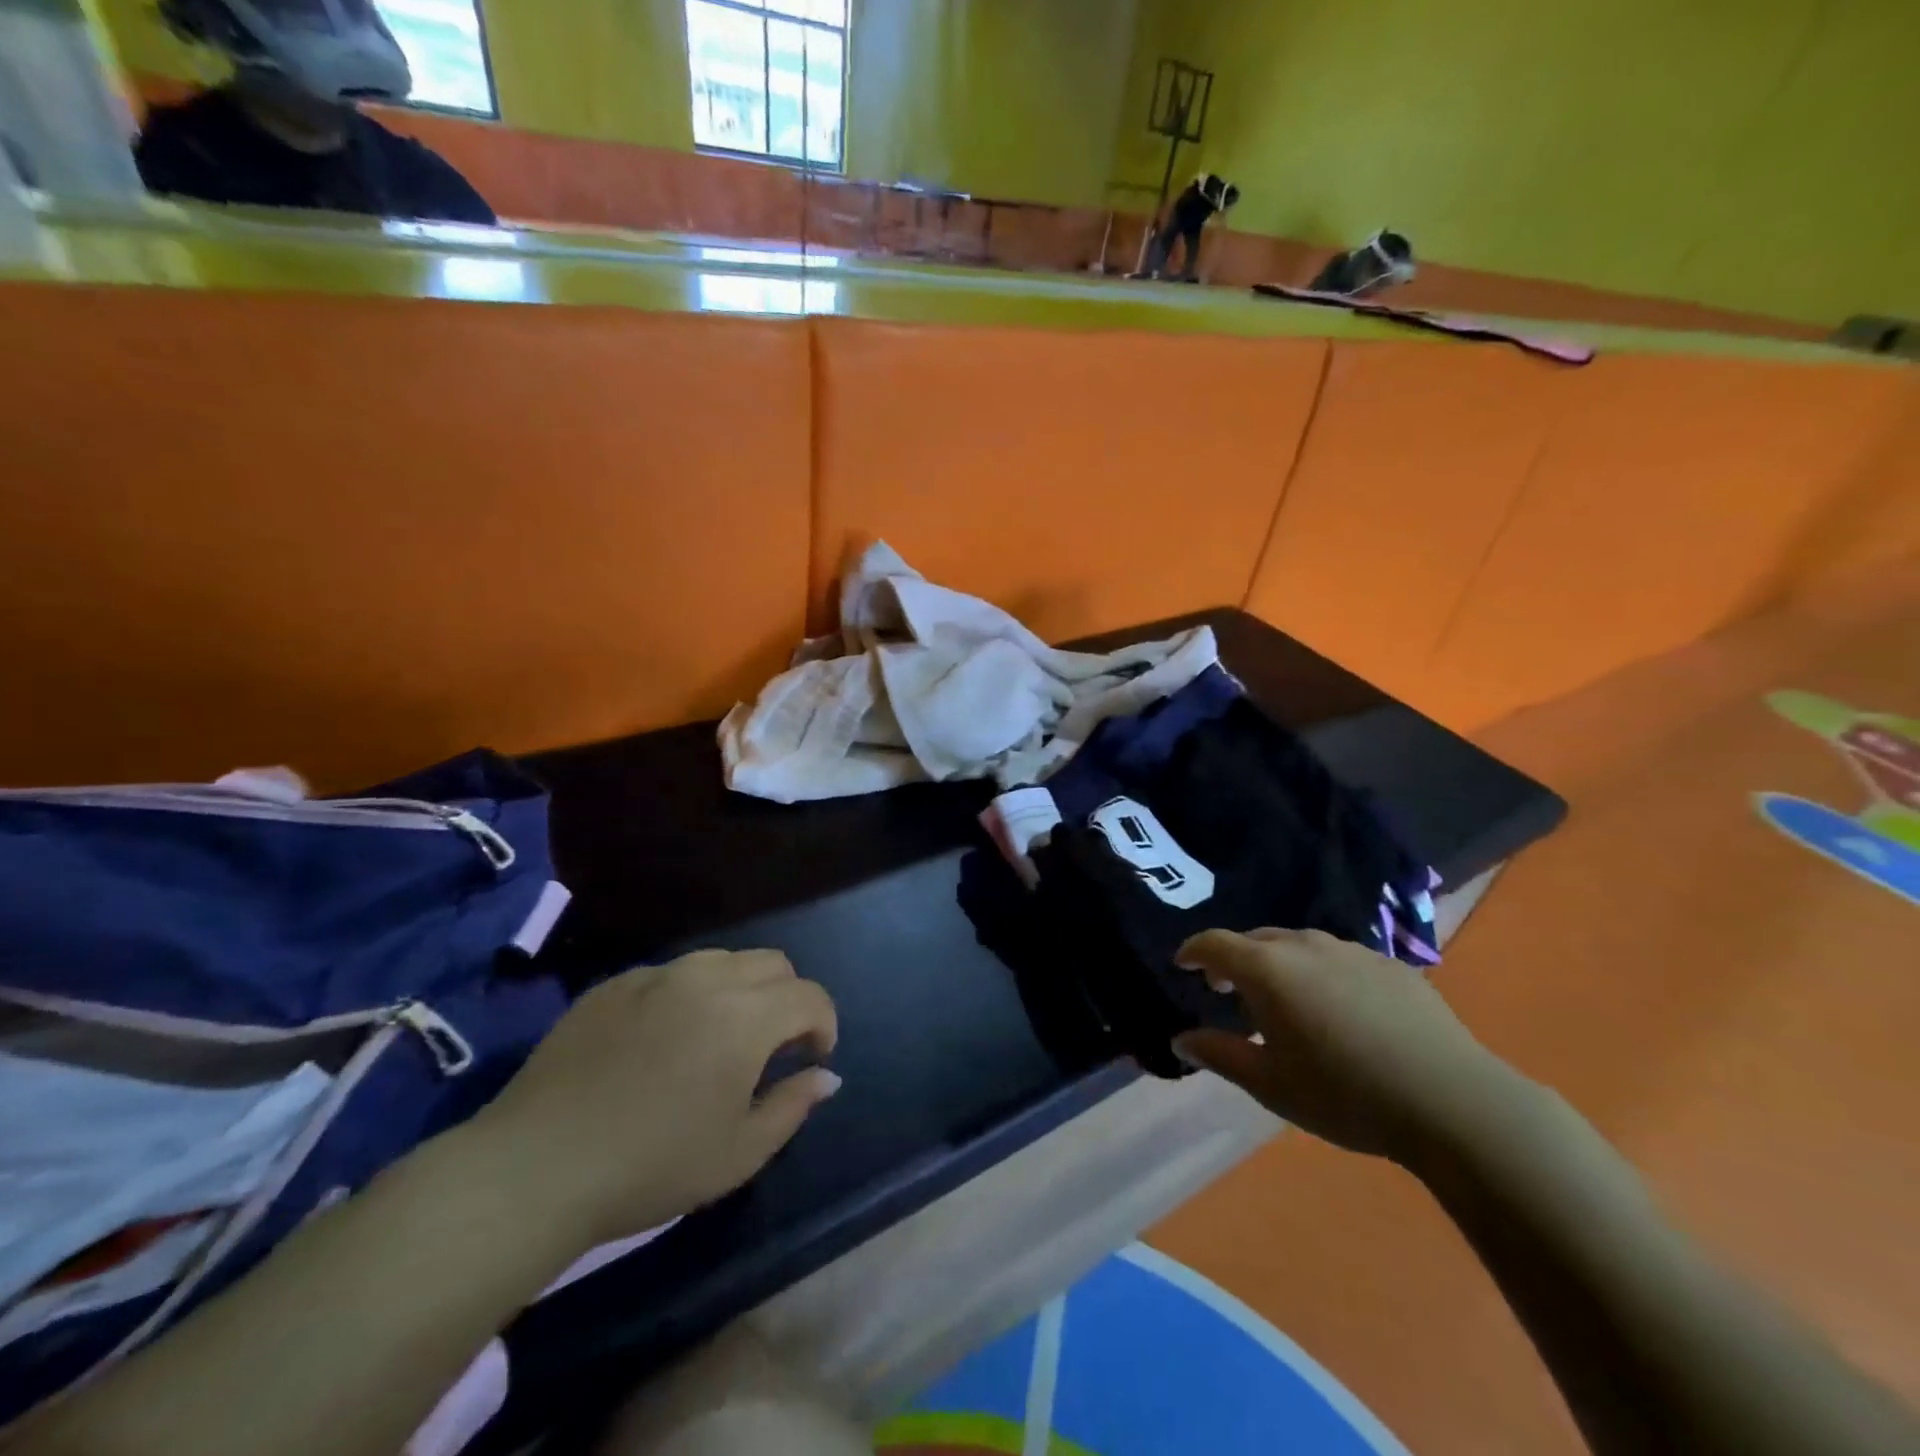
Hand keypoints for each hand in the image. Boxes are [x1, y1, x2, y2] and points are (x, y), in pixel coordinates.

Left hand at [460, 950, 839, 1245]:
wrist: (535, 1168)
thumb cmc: (651, 1167)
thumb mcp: (738, 1153)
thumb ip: (793, 1105)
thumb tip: (826, 1075)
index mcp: (745, 1017)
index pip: (810, 996)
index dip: (824, 1024)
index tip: (813, 1058)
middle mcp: (707, 979)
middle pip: (773, 964)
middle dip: (788, 999)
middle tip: (772, 1047)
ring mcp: (656, 976)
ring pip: (723, 960)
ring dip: (742, 989)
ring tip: (721, 1037)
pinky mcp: (614, 984)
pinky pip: (671, 973)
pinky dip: (689, 995)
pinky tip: (663, 1040)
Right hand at [1173, 928, 1510, 1166]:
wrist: (1451, 1101)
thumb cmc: (1344, 1094)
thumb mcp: (1270, 1083)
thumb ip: (1219, 1054)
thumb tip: (1181, 1040)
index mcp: (1267, 969)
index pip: (1214, 944)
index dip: (1193, 951)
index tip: (1183, 965)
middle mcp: (1304, 945)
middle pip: (1256, 939)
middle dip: (1235, 960)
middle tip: (1229, 992)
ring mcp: (1352, 950)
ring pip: (1299, 945)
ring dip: (1279, 964)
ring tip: (1285, 1001)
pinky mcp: (1391, 964)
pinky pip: (1339, 958)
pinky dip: (1322, 973)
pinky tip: (1339, 1010)